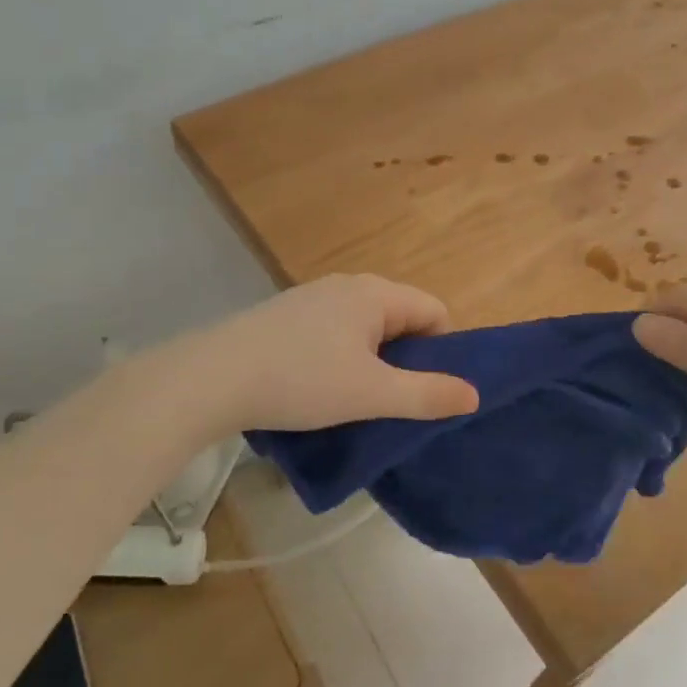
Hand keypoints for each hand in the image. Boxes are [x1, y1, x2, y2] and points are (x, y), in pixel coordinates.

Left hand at [196, 274, 479, 432]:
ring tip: (355, 400)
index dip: (443, 352)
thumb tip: (474, 394)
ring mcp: (313, 298)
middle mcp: (347, 285)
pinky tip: (317, 388)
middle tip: (393, 402)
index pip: (435, 312)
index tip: (427, 391)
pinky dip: (340, 358)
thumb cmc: (301, 380)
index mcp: (375, 293)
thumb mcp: (372, 393)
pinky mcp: (286, 316)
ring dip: (372, 362)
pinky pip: (334, 333)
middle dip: (407, 360)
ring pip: (366, 328)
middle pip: (401, 318)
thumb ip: (427, 395)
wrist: (212, 378)